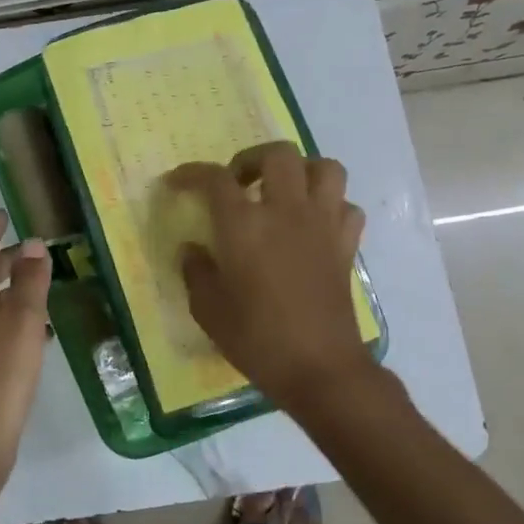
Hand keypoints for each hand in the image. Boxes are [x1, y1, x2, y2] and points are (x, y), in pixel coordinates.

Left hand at [0, 211, 52, 477]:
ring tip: (38, 288)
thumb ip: (30, 281)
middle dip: (4, 260)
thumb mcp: (23, 323)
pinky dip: (7, 317)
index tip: (3, 214)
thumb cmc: (0, 376)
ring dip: (8, 290)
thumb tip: (34, 244)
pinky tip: (32, 334)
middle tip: (33, 252)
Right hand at [168, 142, 376, 413]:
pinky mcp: (346, 245)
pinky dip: (330, 206)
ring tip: (282, 193)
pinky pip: (345, 207)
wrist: (320, 369)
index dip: (191, 173)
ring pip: (324, 168)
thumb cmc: (257, 339)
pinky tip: (313, 225)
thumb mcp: (208, 309)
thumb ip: (195, 271)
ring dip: (301, 172)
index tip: (177, 183)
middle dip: (252, 159)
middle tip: (238, 182)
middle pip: (278, 154)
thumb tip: (193, 249)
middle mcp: (285, 212)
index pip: (214, 179)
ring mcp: (322, 225)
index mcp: (244, 225)